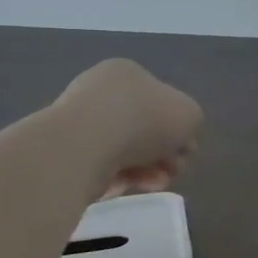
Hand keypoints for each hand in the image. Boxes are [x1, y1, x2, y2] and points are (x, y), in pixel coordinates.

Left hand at [52, 59, 202, 200]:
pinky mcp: (66, 152)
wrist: (85, 146)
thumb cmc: (144, 120)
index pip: (162, 101)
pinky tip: (132, 185)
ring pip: (126, 150)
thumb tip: (177, 140)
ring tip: (156, 183)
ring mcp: (79, 121)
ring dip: (148, 168)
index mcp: (128, 72)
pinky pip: (103, 166)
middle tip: (173, 170)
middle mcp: (101, 91)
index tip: (186, 151)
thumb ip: (191, 123)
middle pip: (145, 128)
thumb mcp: (190, 115)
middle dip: (164, 153)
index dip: (180, 128)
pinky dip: (122, 176)